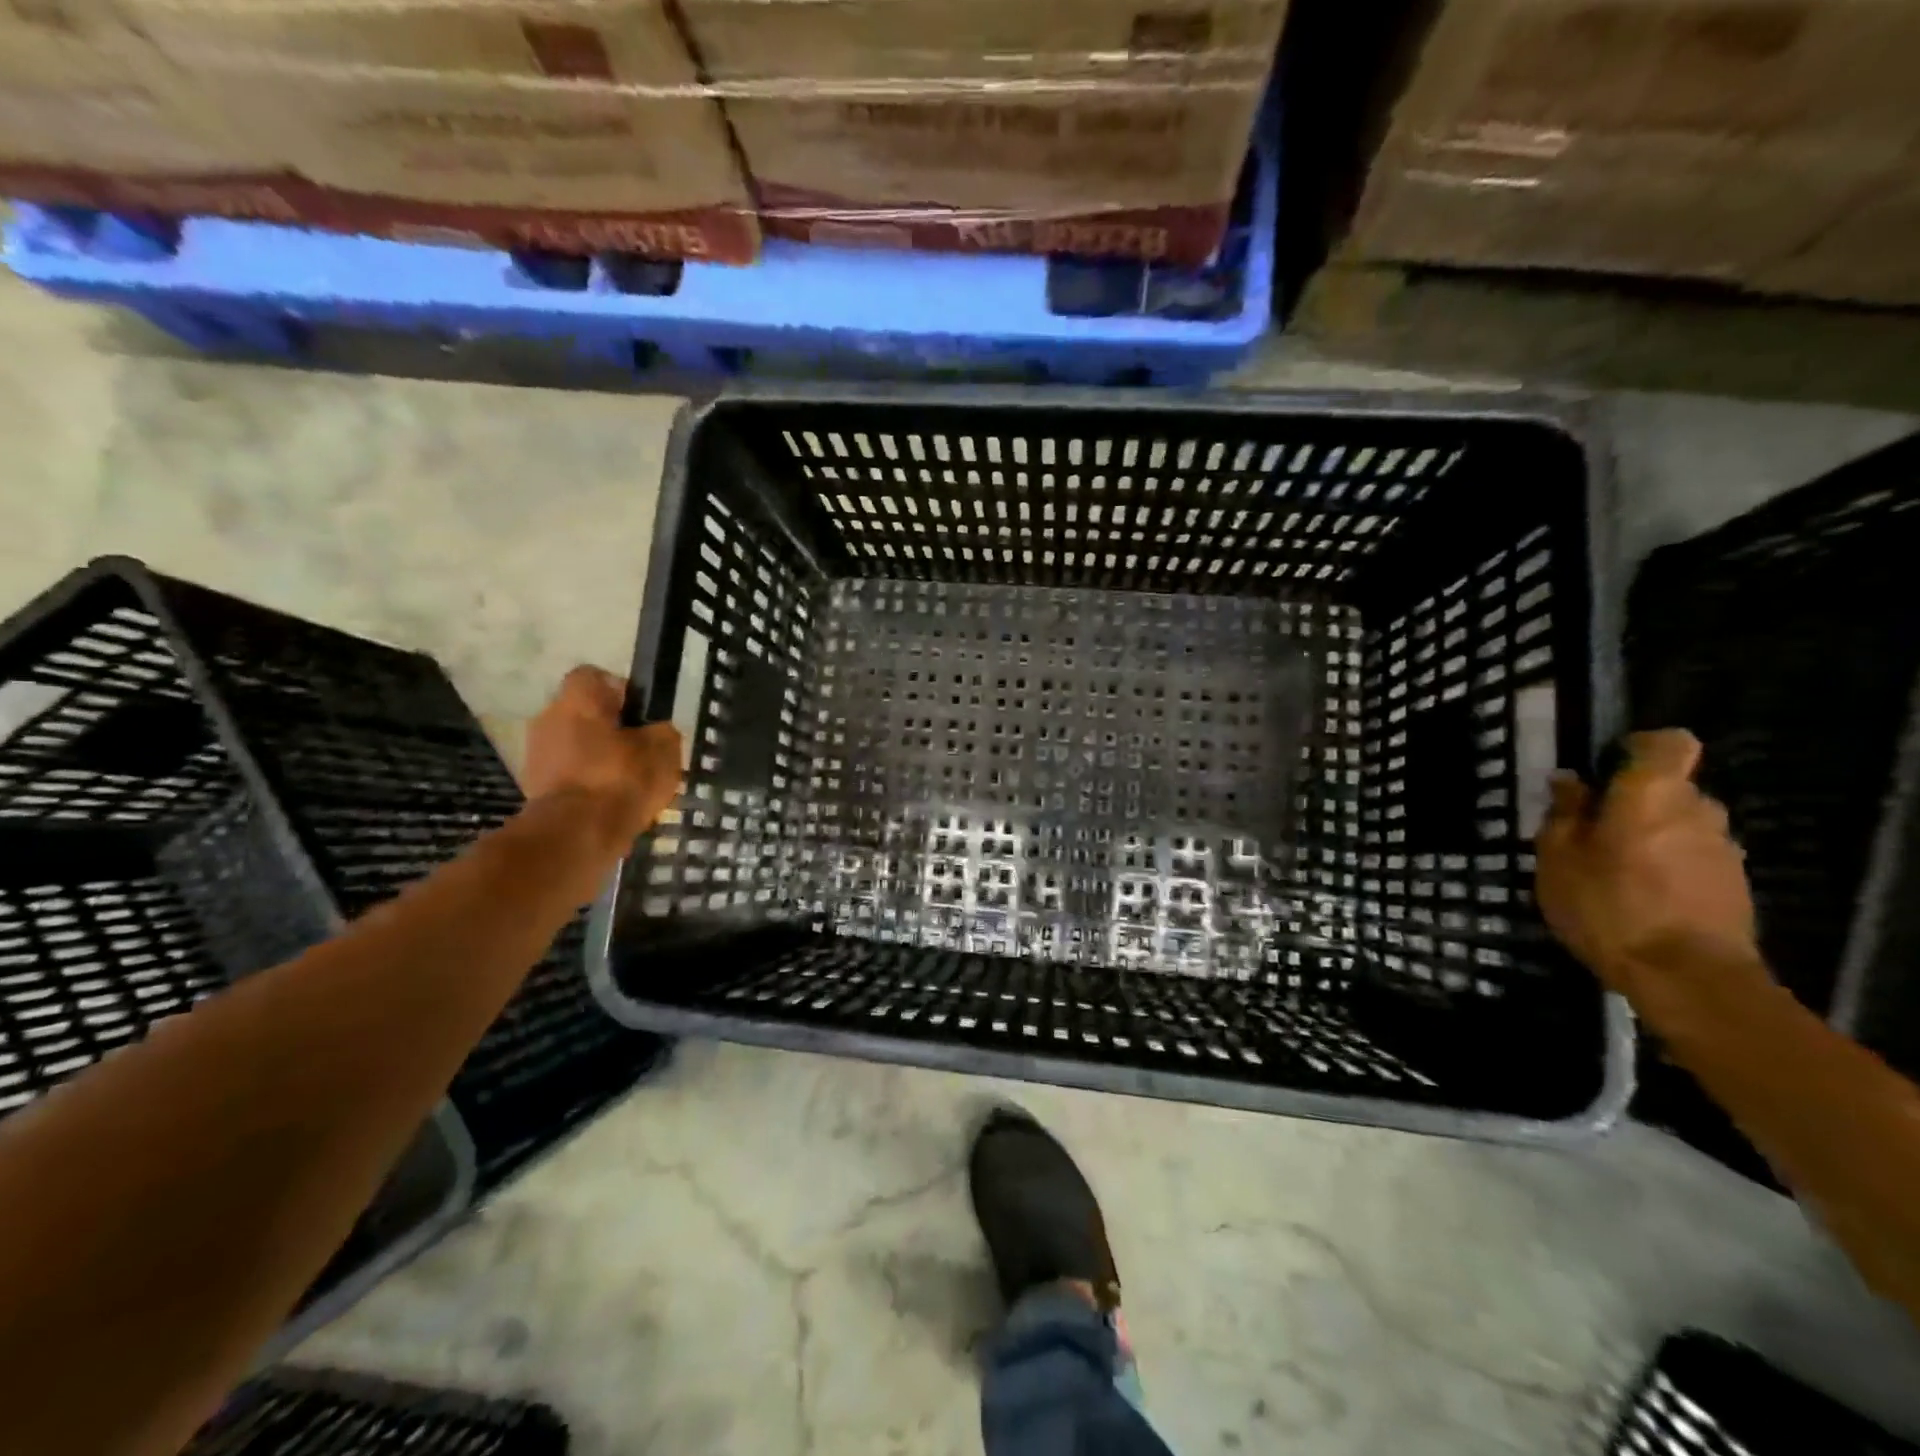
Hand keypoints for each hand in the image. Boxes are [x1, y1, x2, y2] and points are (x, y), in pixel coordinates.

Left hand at [523, 666, 682, 844]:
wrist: (575, 835)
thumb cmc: (620, 779)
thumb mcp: (663, 749)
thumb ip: (662, 732)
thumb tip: (656, 732)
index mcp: (578, 699)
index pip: (594, 676)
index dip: (621, 691)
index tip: (640, 714)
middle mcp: (548, 718)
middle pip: (583, 714)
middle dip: (610, 730)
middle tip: (640, 752)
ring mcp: (537, 755)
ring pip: (576, 747)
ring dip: (599, 760)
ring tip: (630, 784)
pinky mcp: (535, 788)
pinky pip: (569, 776)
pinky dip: (589, 785)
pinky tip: (613, 804)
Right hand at [1535, 729, 1763, 1005]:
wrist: (1687, 977)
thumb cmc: (1609, 906)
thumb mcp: (1558, 858)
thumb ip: (1564, 814)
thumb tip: (1570, 782)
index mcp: (1652, 794)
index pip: (1667, 743)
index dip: (1637, 748)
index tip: (1605, 770)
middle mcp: (1698, 810)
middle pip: (1669, 788)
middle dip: (1633, 801)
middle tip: (1589, 831)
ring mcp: (1723, 849)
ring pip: (1681, 824)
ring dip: (1650, 836)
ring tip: (1610, 869)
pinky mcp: (1733, 884)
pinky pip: (1693, 857)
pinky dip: (1666, 865)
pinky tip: (1638, 897)